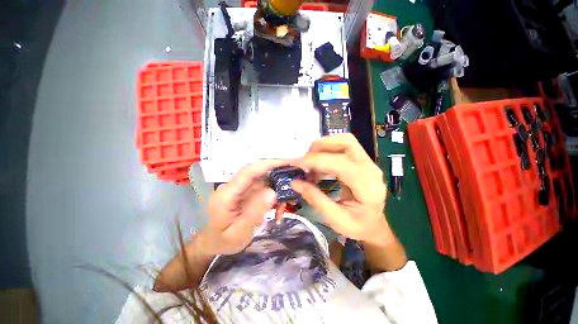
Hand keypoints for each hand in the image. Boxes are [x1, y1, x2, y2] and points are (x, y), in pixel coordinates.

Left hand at [201, 159, 285, 255]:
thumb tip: (273, 192)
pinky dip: (275, 197)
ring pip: (264, 180)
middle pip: (259, 172)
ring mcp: (242, 188)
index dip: (268, 164)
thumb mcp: (238, 234)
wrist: (214, 243)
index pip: (248, 171)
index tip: (287, 161)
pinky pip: (264, 189)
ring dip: (278, 189)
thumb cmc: (223, 241)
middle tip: (295, 178)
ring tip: (287, 203)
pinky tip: (278, 211)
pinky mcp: (248, 192)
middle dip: (278, 173)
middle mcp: (234, 186)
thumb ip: (254, 213)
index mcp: (227, 194)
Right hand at [291, 134, 393, 246]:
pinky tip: (319, 164)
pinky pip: (344, 147)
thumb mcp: (335, 219)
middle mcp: (371, 169)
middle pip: (347, 142)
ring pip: (345, 141)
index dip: (316, 161)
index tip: (296, 163)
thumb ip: (315, 199)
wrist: (375, 225)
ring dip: (325, 146)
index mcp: (367, 186)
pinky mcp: (362, 161)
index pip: (340, 164)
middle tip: (305, 160)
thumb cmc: (358, 226)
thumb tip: (295, 182)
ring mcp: (368, 163)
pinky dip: (328, 150)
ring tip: (311, 161)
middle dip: (322, 146)